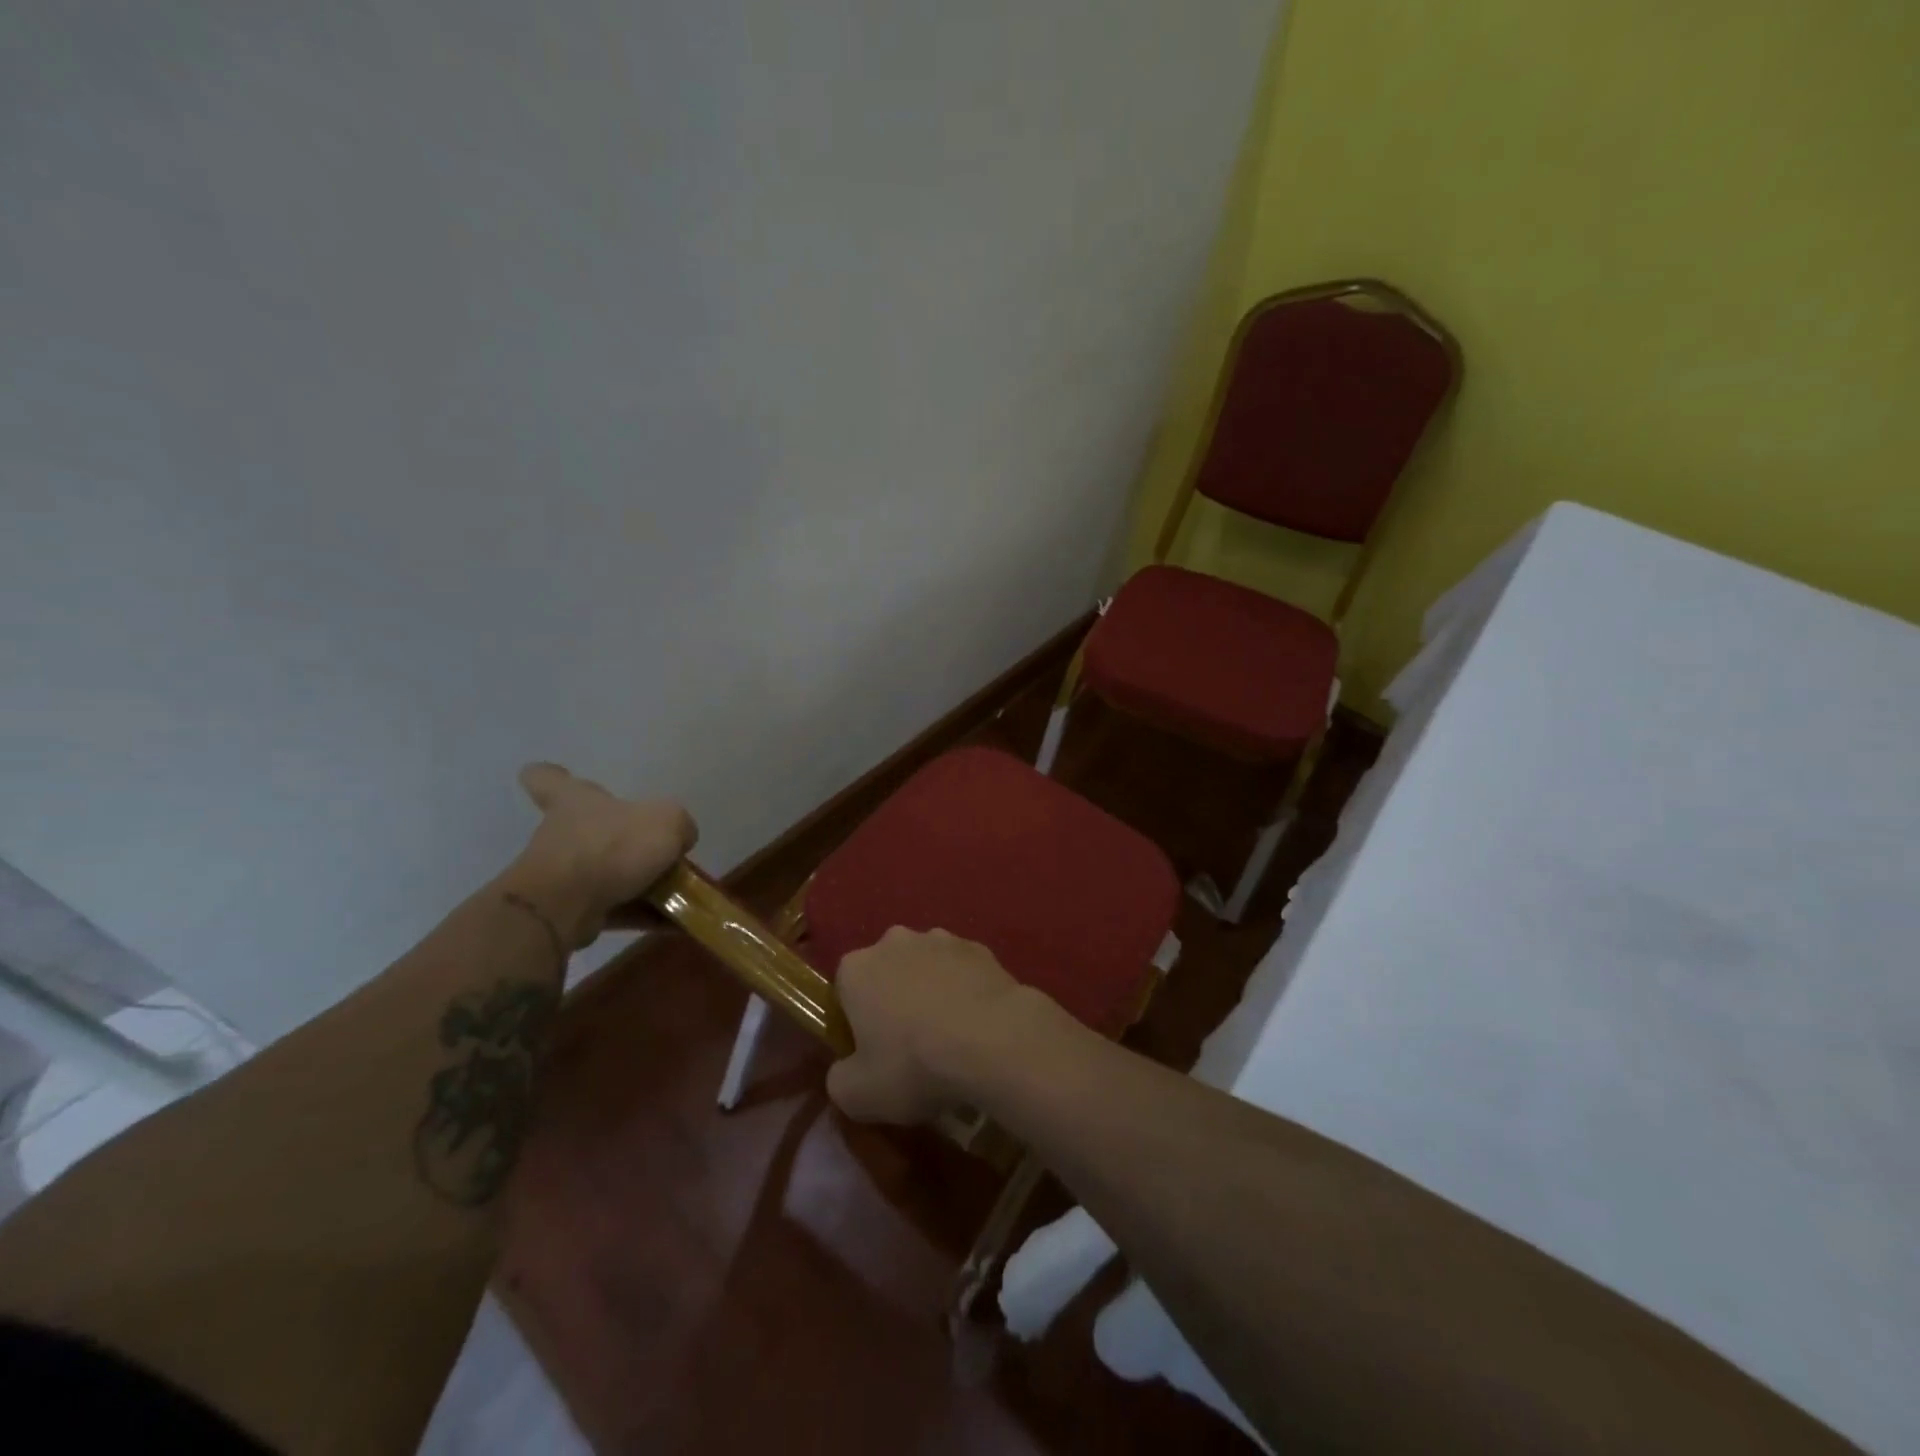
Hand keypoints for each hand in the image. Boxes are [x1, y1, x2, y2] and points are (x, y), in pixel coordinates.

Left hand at [508, 762, 696, 947]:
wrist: (567, 904)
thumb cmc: (613, 846)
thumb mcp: (667, 821)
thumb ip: (679, 825)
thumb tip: (680, 839)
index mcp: (576, 801)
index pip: (549, 778)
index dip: (553, 776)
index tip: (559, 777)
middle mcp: (564, 833)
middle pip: (590, 830)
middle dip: (621, 842)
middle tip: (659, 852)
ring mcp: (564, 874)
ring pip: (608, 873)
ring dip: (642, 884)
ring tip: (682, 897)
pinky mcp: (571, 909)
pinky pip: (616, 907)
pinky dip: (644, 915)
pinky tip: (677, 923)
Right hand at [826, 927, 1034, 1124]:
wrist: (992, 1039)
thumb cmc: (914, 1063)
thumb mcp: (858, 1095)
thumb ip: (839, 1081)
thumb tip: (845, 1073)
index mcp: (857, 968)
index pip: (844, 992)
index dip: (854, 1025)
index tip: (871, 1055)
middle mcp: (894, 941)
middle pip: (886, 973)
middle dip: (893, 1001)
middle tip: (909, 1047)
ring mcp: (941, 939)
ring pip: (926, 968)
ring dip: (930, 992)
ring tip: (948, 1037)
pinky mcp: (979, 947)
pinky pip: (962, 971)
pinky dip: (964, 991)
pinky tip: (976, 1025)